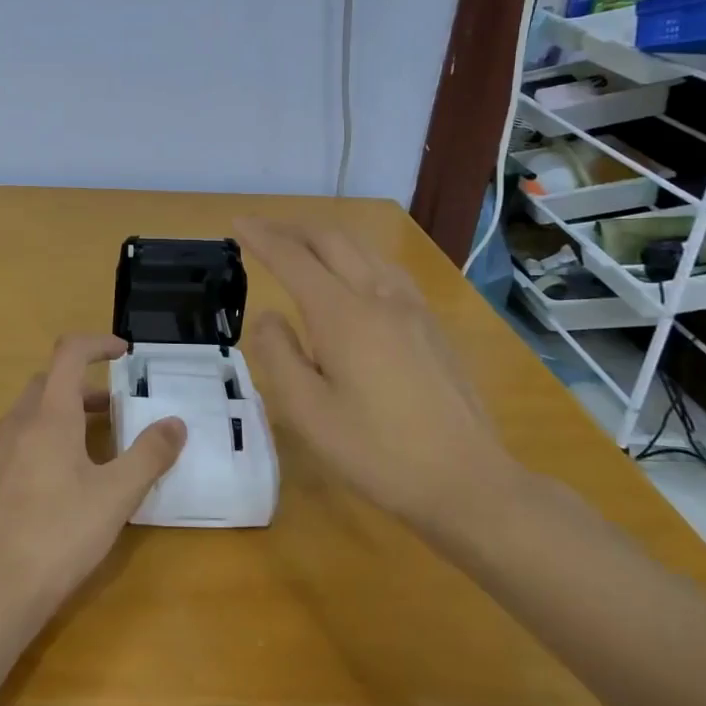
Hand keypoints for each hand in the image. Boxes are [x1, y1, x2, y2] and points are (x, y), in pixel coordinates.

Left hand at [0, 335, 185, 631]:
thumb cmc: (57, 537)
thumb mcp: (116, 498)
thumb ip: (149, 455)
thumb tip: (176, 422)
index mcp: (49, 416)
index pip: (70, 353)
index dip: (97, 344)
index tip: (121, 354)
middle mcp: (11, 423)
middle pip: (46, 386)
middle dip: (79, 391)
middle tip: (108, 414)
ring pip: (21, 420)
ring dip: (51, 423)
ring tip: (76, 460)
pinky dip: (24, 453)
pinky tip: (35, 495)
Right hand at [236, 217, 519, 529]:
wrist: (467, 481)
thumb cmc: (377, 452)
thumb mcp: (307, 412)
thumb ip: (278, 354)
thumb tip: (269, 316)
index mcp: (343, 315)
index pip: (293, 258)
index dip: (262, 237)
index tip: (238, 224)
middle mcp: (379, 297)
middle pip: (332, 240)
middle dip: (292, 229)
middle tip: (261, 230)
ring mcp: (412, 308)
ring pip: (363, 249)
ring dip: (325, 239)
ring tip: (300, 246)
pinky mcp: (431, 324)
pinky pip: (386, 268)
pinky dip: (355, 256)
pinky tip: (352, 275)